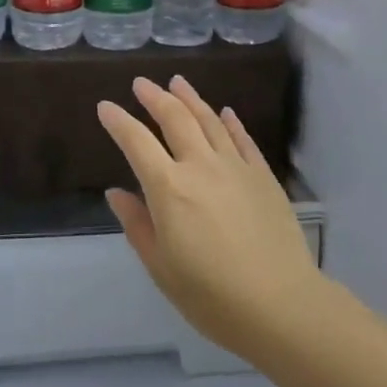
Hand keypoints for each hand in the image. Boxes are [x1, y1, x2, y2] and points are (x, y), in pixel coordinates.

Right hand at [97, 76, 322, 359]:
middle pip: (175, 118)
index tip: (105, 107)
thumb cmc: (211, 296)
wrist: (280, 304)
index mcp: (169, 189)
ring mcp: (236, 167)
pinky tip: (224, 112)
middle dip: (154, 97)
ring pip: (210, 120)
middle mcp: (201, 166)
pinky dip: (230, 121)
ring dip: (190, 98)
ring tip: (177, 82)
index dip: (118, 121)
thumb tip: (116, 193)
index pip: (137, 143)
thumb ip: (138, 225)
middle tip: (141, 83)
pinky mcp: (263, 176)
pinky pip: (243, 139)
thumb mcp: (161, 267)